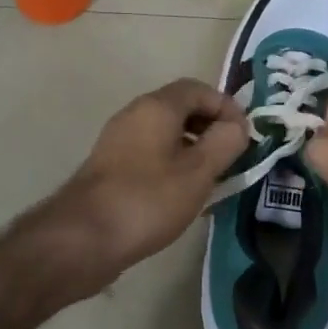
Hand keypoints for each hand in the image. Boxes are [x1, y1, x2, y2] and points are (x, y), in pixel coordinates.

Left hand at [42, 78, 246, 285]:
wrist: (83, 239)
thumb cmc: (148, 200)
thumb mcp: (198, 172)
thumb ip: (225, 143)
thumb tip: (237, 126)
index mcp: (156, 107)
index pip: (198, 89)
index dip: (226, 106)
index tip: (244, 135)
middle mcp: (134, 115)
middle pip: (181, 108)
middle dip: (210, 127)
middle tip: (231, 155)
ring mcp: (119, 141)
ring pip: (165, 133)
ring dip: (193, 148)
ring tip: (212, 177)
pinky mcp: (111, 167)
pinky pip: (151, 153)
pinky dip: (173, 164)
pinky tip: (182, 194)